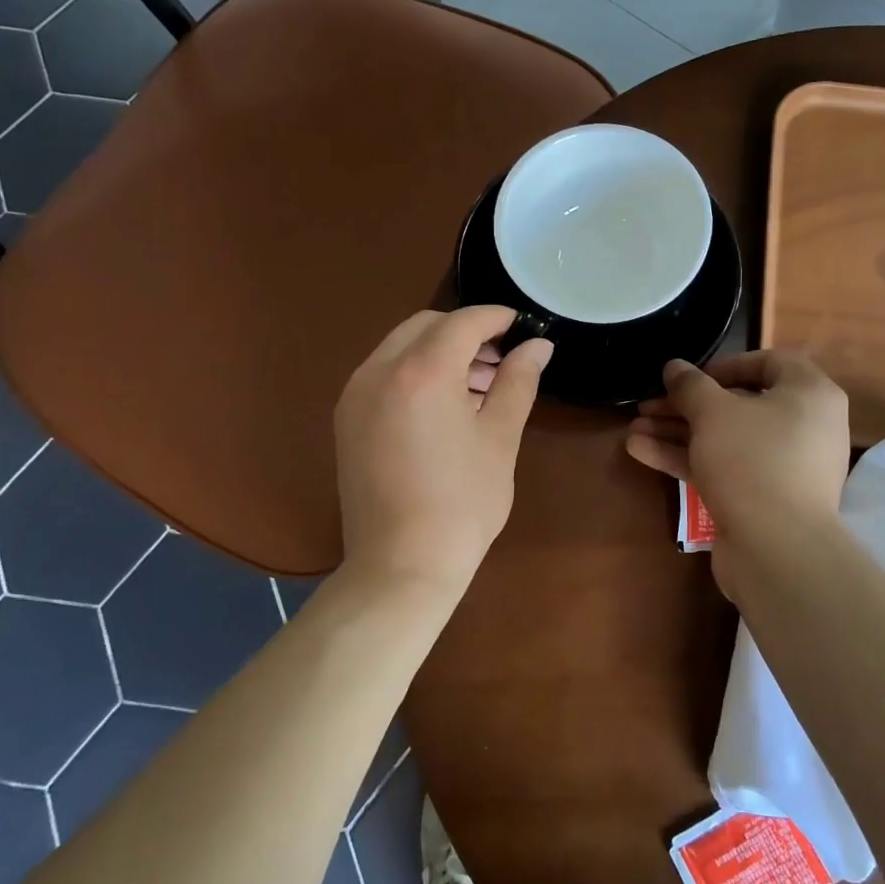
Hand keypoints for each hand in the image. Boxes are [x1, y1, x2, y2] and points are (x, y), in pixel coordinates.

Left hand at [334, 306, 552, 597]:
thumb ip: (518, 382)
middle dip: (466, 333)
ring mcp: (356, 395)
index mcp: (422, 372)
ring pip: (401, 348)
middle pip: (426, 326)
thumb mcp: (500, 439)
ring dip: (440, 352)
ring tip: (479, 388)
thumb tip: (538, 346)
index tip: (522, 327)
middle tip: (501, 362)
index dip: (496, 318)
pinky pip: (384, 374)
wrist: (401, 565)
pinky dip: (415, 373)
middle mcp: (379, 371)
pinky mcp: (347, 419)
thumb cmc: (463, 503)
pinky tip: (443, 408)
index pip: (463, 322)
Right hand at [625, 352, 849, 594]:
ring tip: (633, 429)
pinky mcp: (764, 499)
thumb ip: (690, 385)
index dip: (725, 365)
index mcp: (809, 395)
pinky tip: (642, 452)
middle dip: (686, 406)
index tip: (689, 378)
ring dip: (678, 433)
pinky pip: (725, 468)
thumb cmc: (752, 461)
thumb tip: (674, 366)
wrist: (777, 550)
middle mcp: (804, 427)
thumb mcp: (713, 413)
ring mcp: (784, 467)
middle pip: (739, 405)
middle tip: (647, 405)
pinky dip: (688, 459)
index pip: (770, 363)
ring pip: (725, 439)